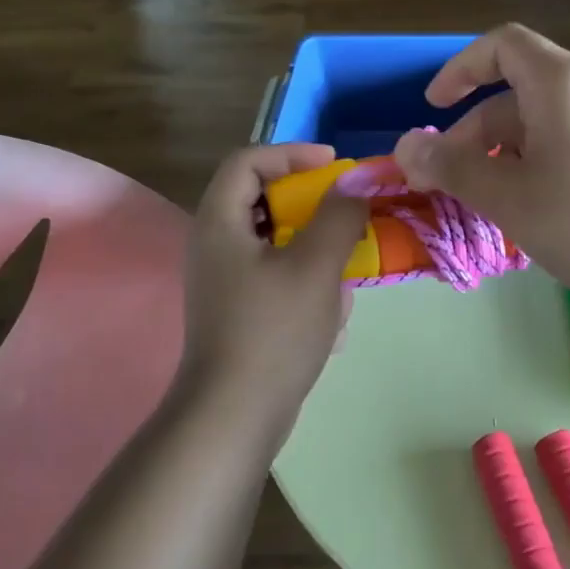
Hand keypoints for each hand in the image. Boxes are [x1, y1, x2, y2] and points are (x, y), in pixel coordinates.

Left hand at [178, 144, 369, 428]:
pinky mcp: (236, 309)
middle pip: (259, 198)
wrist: (235, 415)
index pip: (248, 161)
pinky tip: (330, 308)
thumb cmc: (274, 330)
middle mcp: (214, 244)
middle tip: (345, 210)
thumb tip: (355, 182)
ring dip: (312, 243)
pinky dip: (304, 277)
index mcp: (220, 222)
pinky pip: (273, 274)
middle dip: (308, 202)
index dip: (291, 153)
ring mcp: (223, 280)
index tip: (333, 166)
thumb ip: (338, 216)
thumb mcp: (315, 266)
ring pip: (272, 239)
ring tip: (344, 263)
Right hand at [390, 25, 569, 306]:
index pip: (501, 45)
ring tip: (485, 204)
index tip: (432, 107)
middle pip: (515, 93)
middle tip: (447, 183)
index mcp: (560, 82)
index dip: (459, 69)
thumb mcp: (509, 196)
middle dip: (472, 133)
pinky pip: (565, 145)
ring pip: (539, 125)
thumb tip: (403, 147)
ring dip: (500, 156)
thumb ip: (452, 167)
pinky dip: (533, 167)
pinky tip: (530, 211)